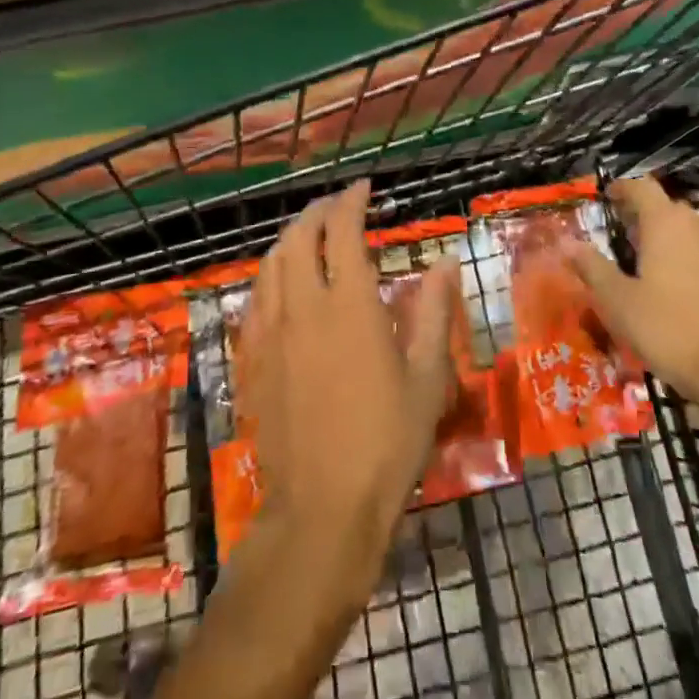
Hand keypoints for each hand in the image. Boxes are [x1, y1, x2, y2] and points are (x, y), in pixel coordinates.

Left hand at [243, 180, 459, 596]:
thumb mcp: (426, 378)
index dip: (350, 201)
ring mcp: (272, 332)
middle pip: (299, 237)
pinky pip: (256, 297)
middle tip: (338, 206)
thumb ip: (434, 312)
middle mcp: (304, 306)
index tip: (363, 188)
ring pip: (272, 262)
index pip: (341, 230)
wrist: (321, 510)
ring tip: (310, 233)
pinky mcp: (254, 359)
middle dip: (317, 211)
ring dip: (291, 236)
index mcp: (349, 304)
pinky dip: (271, 272)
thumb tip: (445, 262)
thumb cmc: (386, 443)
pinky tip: (283, 282)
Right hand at [563, 176, 698, 406]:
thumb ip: (592, 267)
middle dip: (642, 214)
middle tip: (619, 233)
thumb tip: (566, 242)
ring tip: (644, 261)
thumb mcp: (618, 301)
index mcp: (665, 223)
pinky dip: (686, 258)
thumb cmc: (670, 329)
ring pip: (688, 230)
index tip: (606, 198)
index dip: (622, 189)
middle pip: (666, 207)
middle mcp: (696, 227)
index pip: (642, 188)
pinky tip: (676, 288)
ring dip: (665, 237)